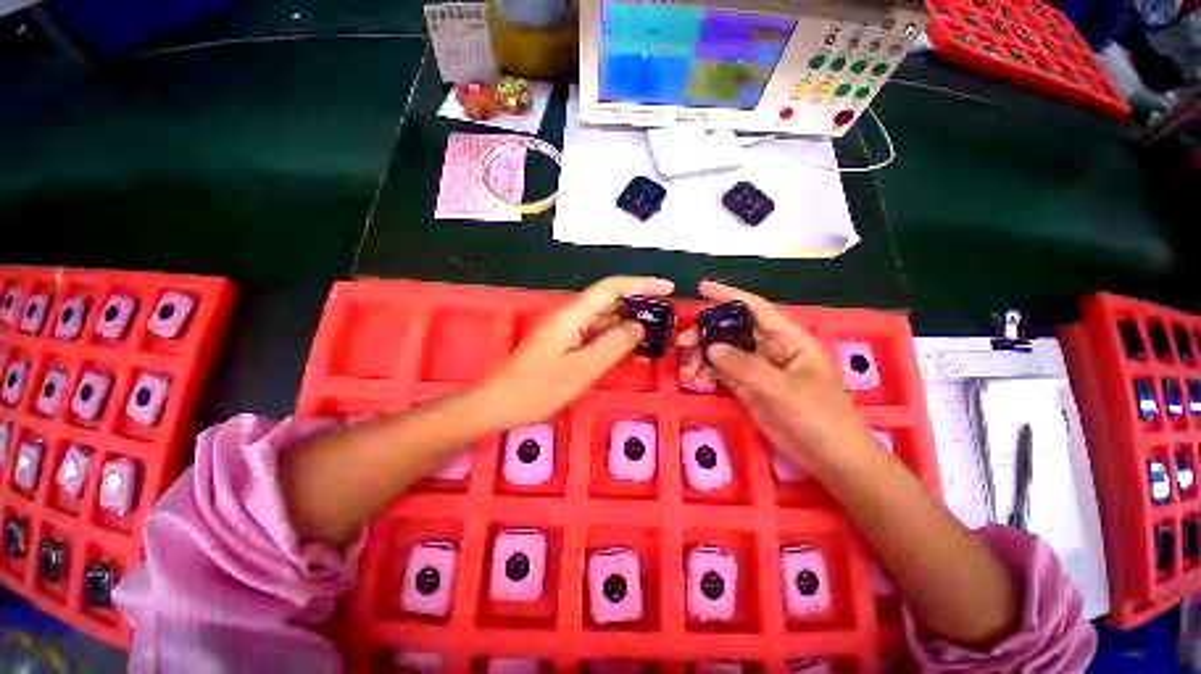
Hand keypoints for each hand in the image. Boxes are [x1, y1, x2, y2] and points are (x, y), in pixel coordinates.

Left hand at [484, 276, 673, 427]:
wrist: (499, 404)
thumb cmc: (538, 388)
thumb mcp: (582, 368)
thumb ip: (613, 345)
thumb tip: (638, 326)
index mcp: (572, 316)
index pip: (611, 288)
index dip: (640, 284)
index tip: (667, 288)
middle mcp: (570, 317)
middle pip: (609, 302)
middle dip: (638, 306)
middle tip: (666, 318)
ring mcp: (566, 331)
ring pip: (603, 320)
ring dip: (628, 326)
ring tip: (655, 336)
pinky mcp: (563, 344)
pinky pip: (594, 335)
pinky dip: (613, 340)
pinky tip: (630, 351)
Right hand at [678, 280, 872, 466]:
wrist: (828, 456)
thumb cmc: (817, 416)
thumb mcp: (782, 389)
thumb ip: (745, 366)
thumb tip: (711, 347)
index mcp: (787, 339)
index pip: (755, 308)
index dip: (728, 295)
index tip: (702, 288)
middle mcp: (769, 348)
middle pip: (732, 330)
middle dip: (706, 333)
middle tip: (683, 343)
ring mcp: (757, 368)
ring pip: (723, 352)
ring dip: (702, 357)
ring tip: (687, 372)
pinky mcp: (748, 386)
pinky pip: (722, 372)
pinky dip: (707, 374)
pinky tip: (696, 381)